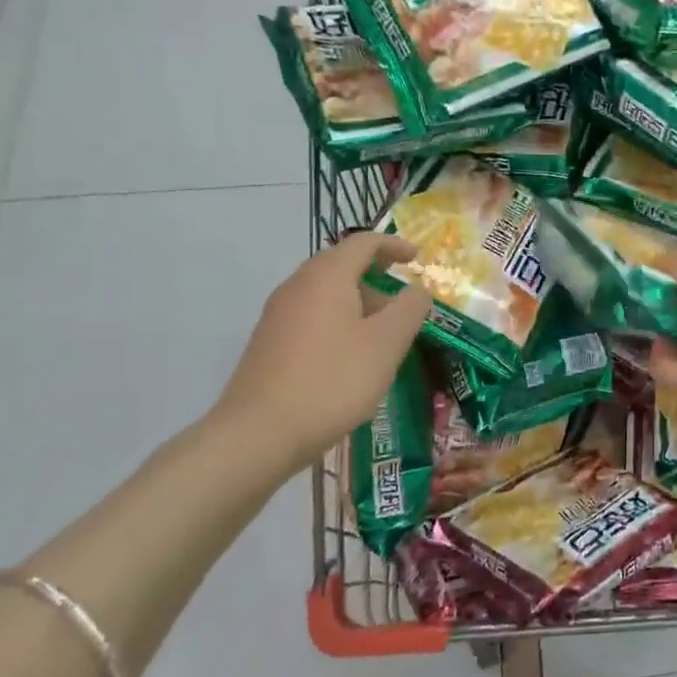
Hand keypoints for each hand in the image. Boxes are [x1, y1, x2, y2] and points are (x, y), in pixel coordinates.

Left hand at [206, 234, 432, 480]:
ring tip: (385, 333)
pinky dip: (340, 321)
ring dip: (359, 302)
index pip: (363, 242)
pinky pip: (312, 317)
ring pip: (326, 293)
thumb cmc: (333, 380)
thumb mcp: (387, 343)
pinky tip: (353, 356)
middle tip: (404, 298)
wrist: (259, 434)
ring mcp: (278, 316)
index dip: (394, 245)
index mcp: (326, 277)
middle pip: (341, 265)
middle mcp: (297, 287)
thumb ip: (410, 309)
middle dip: (377, 275)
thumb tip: (417, 290)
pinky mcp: (269, 344)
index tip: (418, 259)